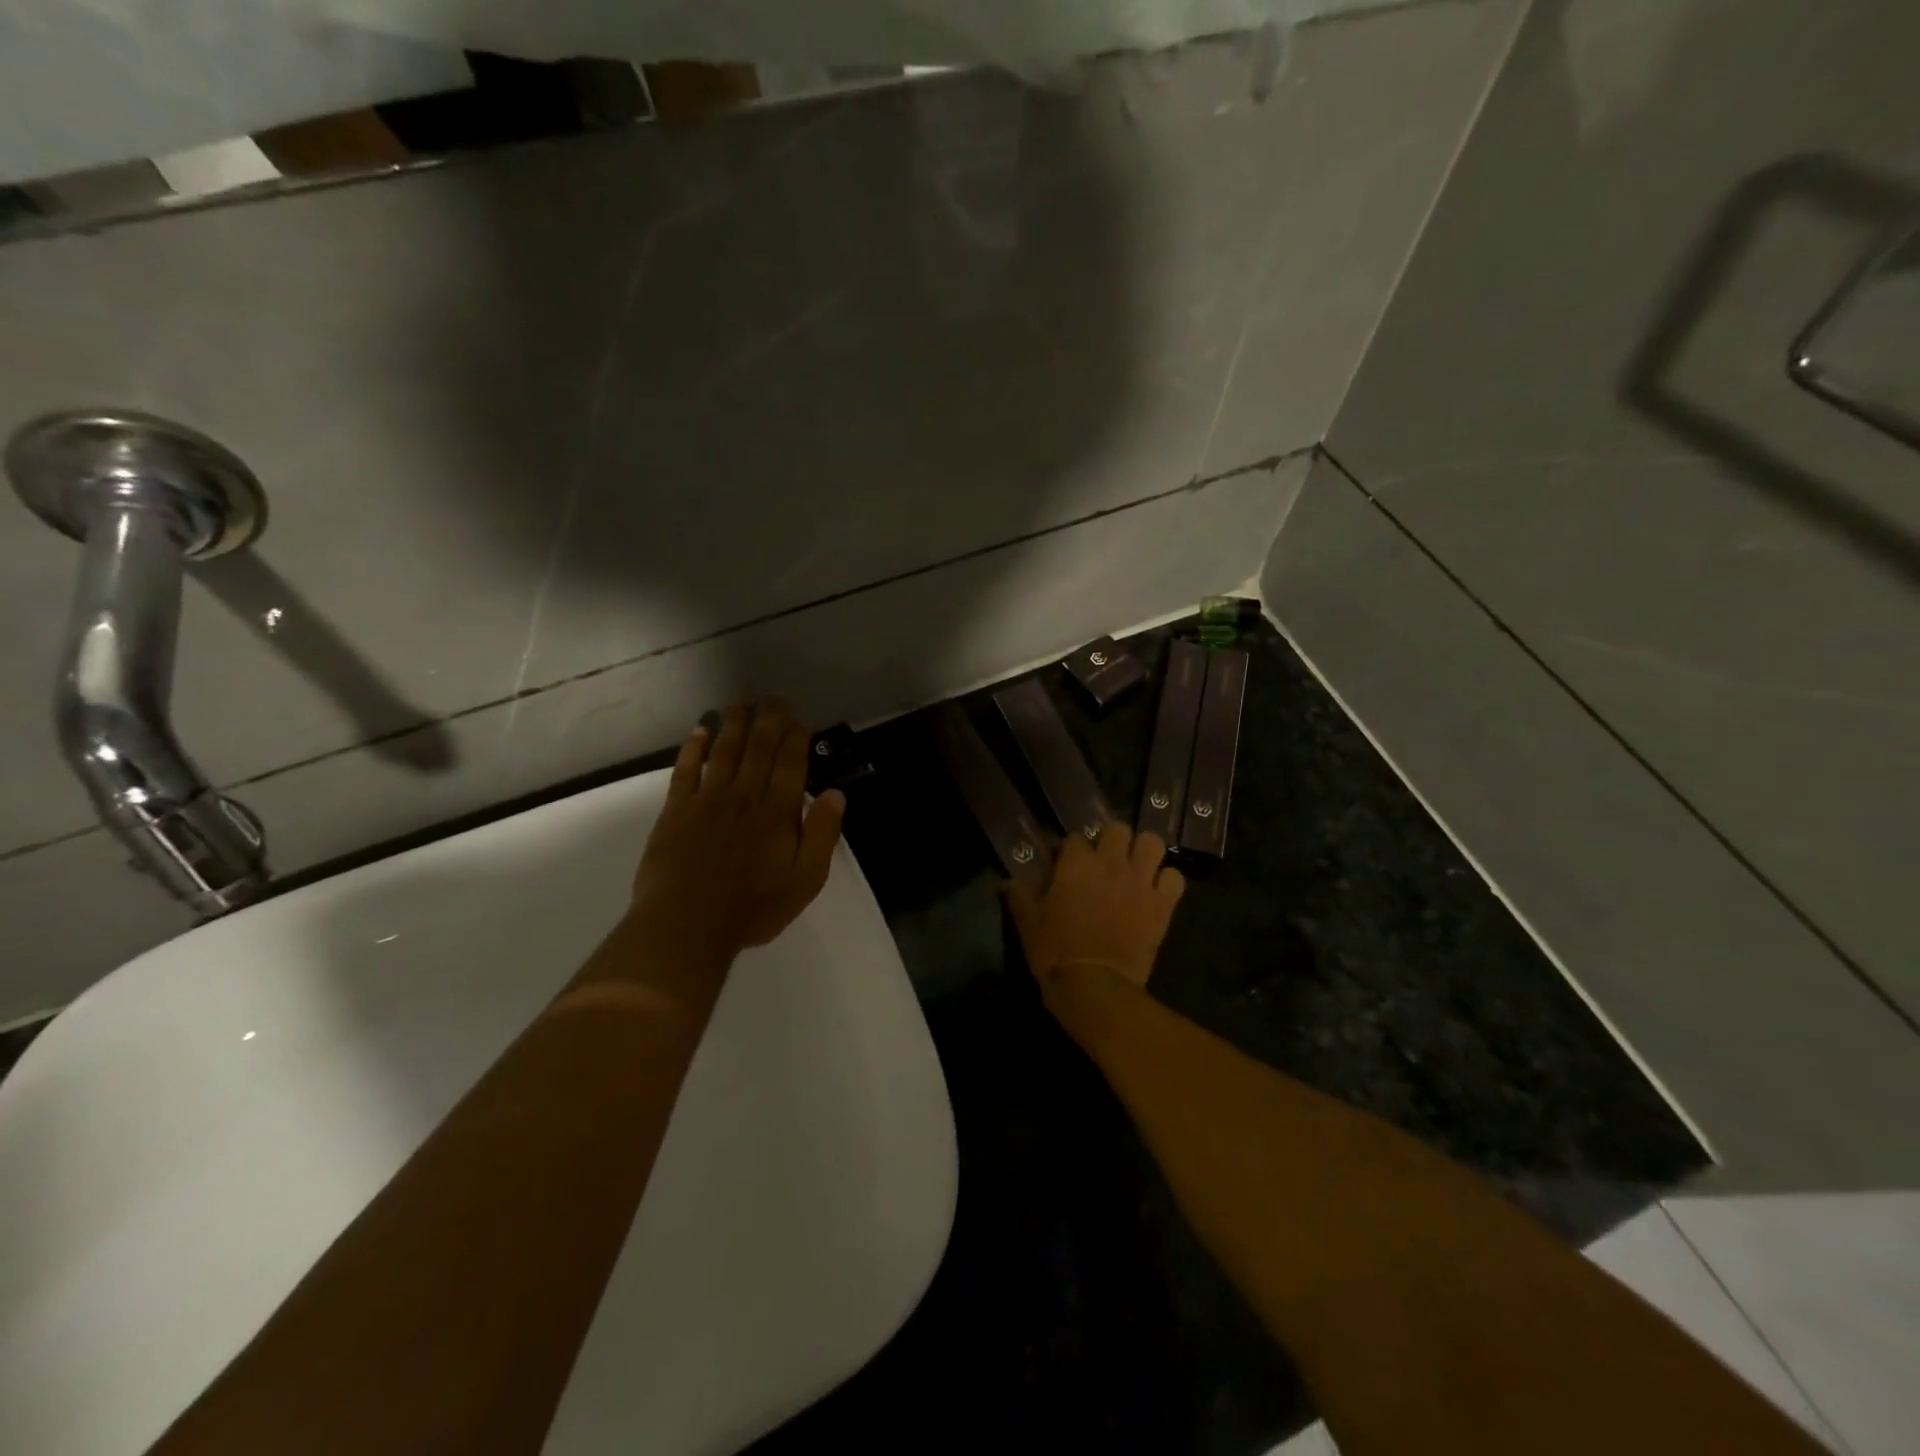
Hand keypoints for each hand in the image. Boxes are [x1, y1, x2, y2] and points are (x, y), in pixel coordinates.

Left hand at [627, 700, 845, 965]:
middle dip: (770, 718)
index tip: (800, 720)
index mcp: (778, 811)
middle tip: (775, 699)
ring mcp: (707, 798)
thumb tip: (836, 794)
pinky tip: (700, 730)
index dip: (796, 737)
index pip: (791, 762)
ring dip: (734, 723)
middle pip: (759, 746)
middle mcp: (744, 794)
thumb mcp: (805, 880)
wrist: (686, 924)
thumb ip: (823, 834)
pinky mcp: (676, 809)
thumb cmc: (752, 907)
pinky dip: (694, 747)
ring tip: (743, 703)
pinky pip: (686, 769)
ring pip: (724, 749)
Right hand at [1004, 821, 1184, 990]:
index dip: (1070, 850)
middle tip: (1105, 860)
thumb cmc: (1055, 952)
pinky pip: (1175, 878)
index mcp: (1076, 863)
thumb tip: (1006, 882)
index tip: (1065, 864)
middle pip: (1118, 829)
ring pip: (1153, 843)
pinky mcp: (1163, 905)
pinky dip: (1167, 882)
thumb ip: (1019, 896)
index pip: (1075, 838)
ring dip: (1144, 852)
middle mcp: (1111, 863)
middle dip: (1112, 840)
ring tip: (1136, 867)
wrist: (1094, 986)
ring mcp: (1140, 881)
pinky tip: (1156, 892)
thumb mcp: (1028, 923)